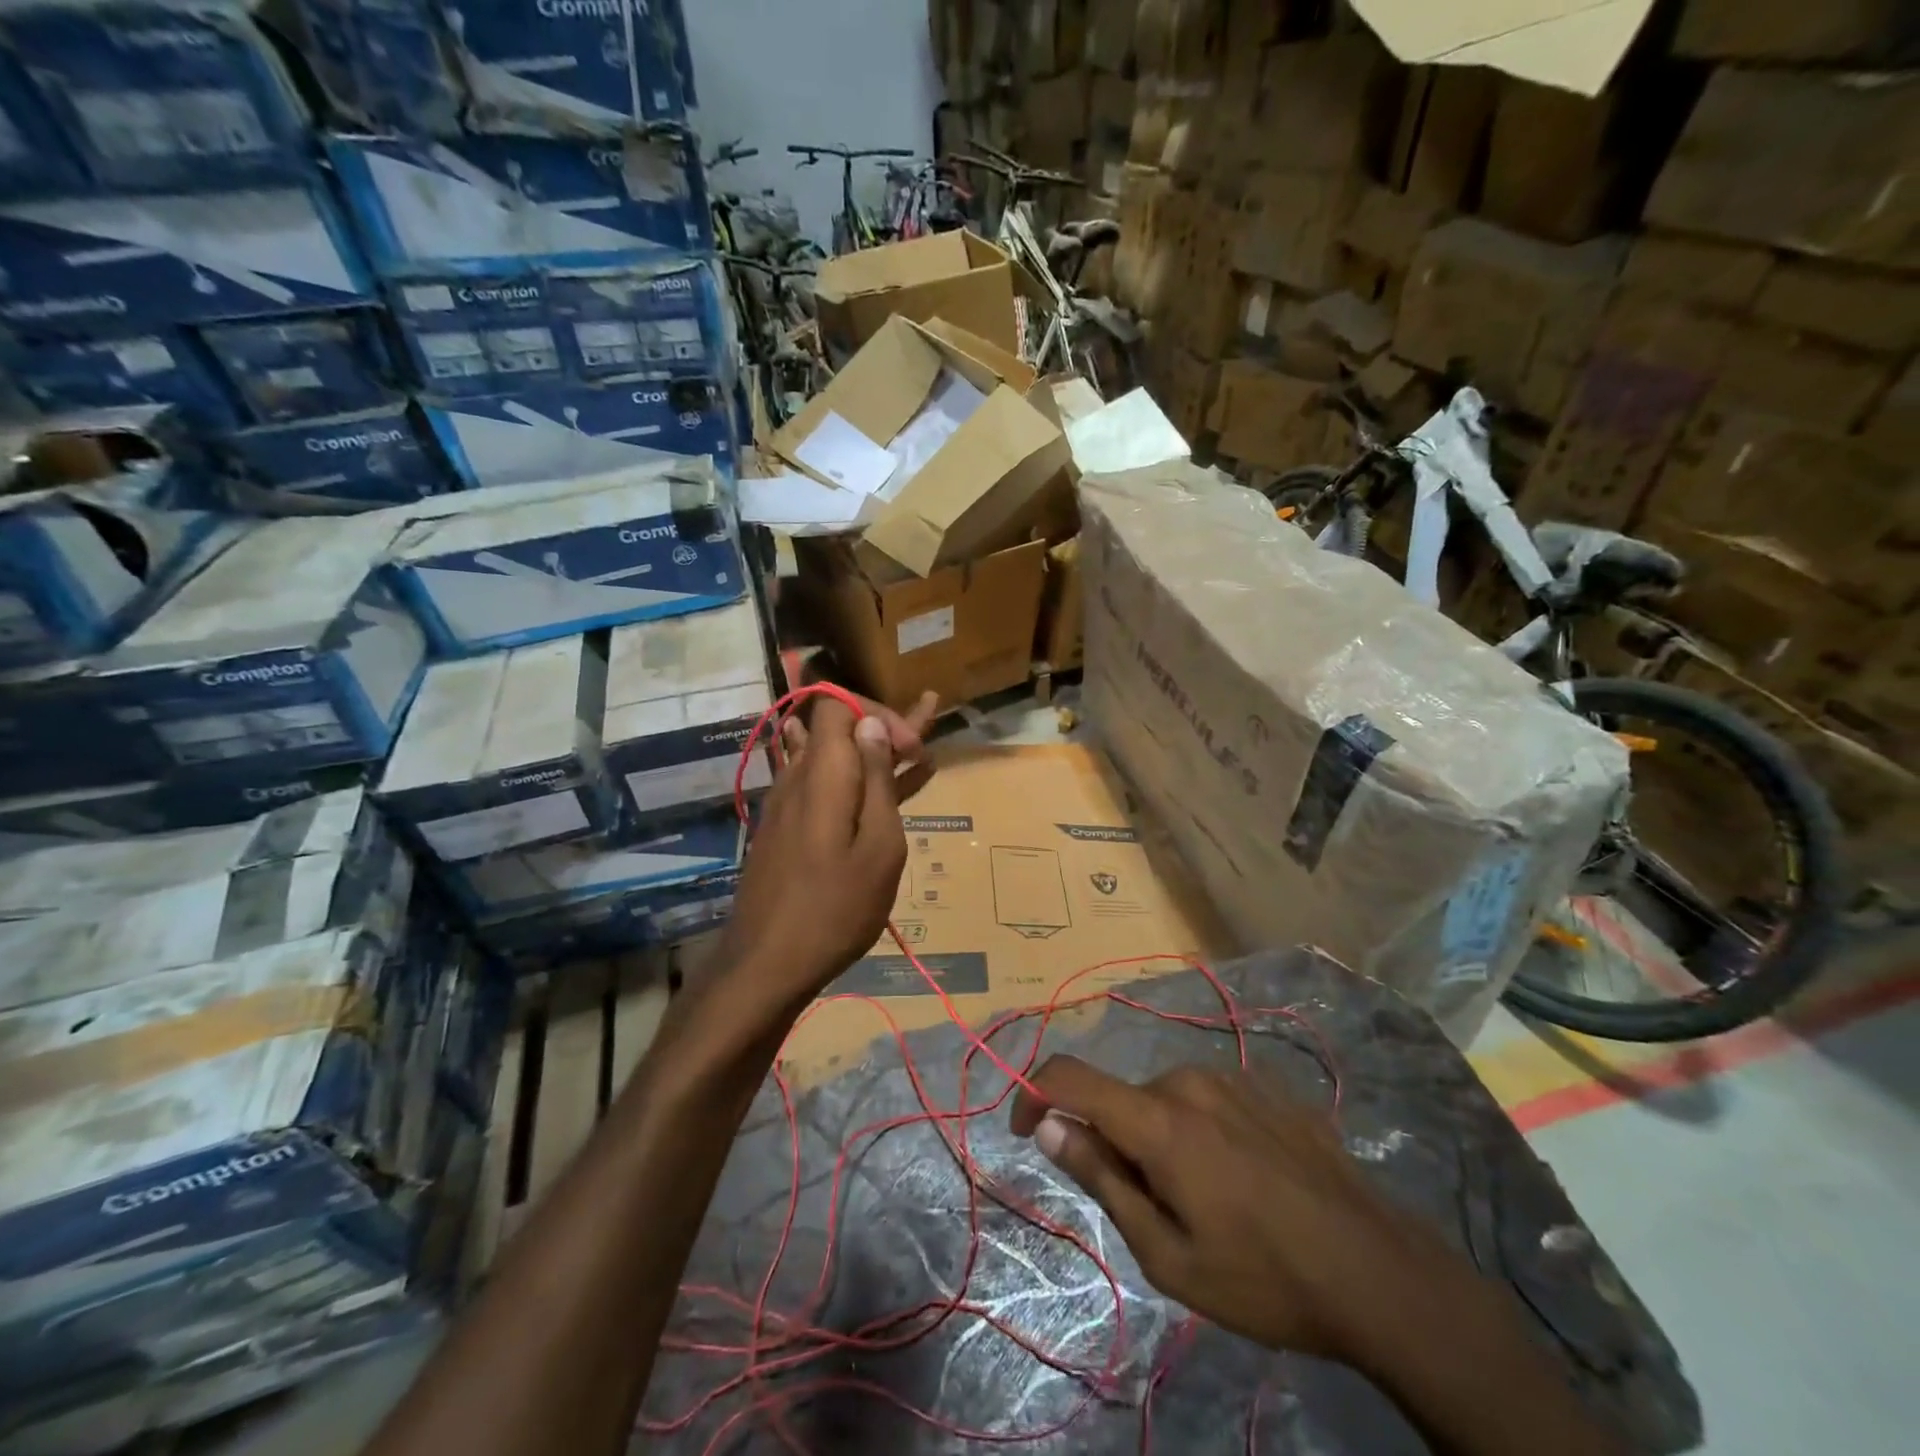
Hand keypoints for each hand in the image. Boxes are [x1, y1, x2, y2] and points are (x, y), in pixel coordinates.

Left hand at [714, 698, 906, 1013]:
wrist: (767, 963)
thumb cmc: (836, 908)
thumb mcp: (878, 846)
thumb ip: (876, 781)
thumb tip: (871, 724)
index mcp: (823, 772)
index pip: (838, 703)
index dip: (877, 713)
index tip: (911, 749)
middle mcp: (798, 776)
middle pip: (836, 727)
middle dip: (884, 727)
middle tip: (928, 730)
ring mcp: (788, 803)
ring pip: (834, 758)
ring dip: (874, 754)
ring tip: (919, 756)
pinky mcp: (786, 828)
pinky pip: (825, 788)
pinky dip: (856, 783)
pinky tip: (888, 793)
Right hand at [1010, 1057, 1454, 1361]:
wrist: (1380, 1273)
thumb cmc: (1263, 1278)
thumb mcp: (1168, 1254)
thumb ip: (1100, 1179)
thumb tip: (1047, 1125)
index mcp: (1158, 1119)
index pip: (1070, 1076)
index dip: (1034, 1093)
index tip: (1026, 1131)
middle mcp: (1188, 1081)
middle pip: (1122, 1100)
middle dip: (1115, 1144)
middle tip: (1153, 1212)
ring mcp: (1232, 1078)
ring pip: (1164, 1100)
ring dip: (1159, 1139)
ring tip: (1205, 1202)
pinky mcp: (1266, 1087)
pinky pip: (1207, 1099)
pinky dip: (1199, 1131)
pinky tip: (1242, 1180)